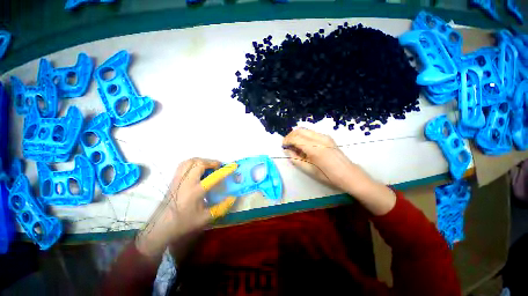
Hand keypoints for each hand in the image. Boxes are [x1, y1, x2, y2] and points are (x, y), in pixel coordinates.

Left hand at [136, 158, 235, 258]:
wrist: (160, 227)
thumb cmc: (184, 223)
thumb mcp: (205, 218)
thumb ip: (221, 207)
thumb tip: (232, 197)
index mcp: (195, 192)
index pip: (214, 177)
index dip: (225, 170)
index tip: (233, 165)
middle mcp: (186, 182)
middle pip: (200, 164)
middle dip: (212, 162)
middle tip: (219, 167)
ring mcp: (178, 179)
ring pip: (190, 161)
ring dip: (202, 161)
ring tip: (209, 166)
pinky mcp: (173, 179)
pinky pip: (184, 164)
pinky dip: (193, 162)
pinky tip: (197, 169)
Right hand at [283, 128, 395, 214]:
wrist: (348, 174)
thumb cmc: (327, 175)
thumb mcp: (308, 169)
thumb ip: (295, 158)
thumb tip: (287, 150)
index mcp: (314, 148)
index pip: (295, 138)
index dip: (286, 140)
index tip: (283, 146)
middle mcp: (319, 138)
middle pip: (299, 130)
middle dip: (290, 136)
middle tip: (287, 144)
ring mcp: (324, 136)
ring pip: (305, 130)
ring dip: (297, 135)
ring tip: (294, 145)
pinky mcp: (327, 137)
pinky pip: (311, 132)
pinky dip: (304, 136)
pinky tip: (304, 144)